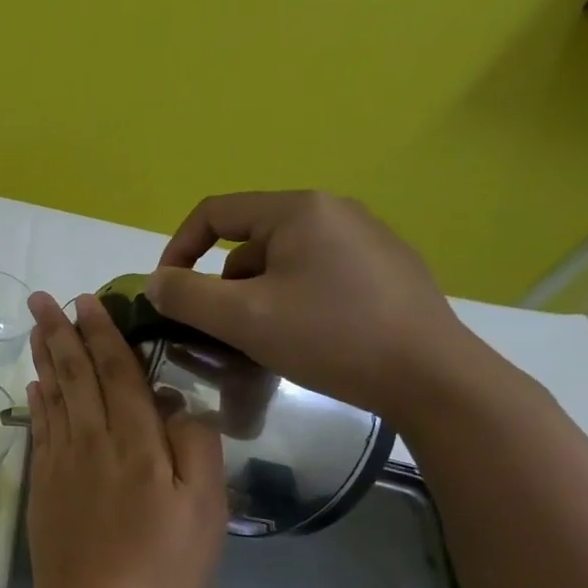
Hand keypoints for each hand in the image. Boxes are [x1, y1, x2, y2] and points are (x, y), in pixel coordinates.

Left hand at [23, 291, 226, 587]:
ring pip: (53, 395)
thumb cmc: (162, 566)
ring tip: (35, 326)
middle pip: (76, 375)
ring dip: (44, 357)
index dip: (103, 333)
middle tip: (42, 298)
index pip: (117, 372)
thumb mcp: (205, 509)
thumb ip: (195, 446)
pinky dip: (38, 401)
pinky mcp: (44, 484)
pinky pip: (41, 429)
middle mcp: (93, 440)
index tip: (87, 300)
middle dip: (60, 331)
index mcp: (137, 442)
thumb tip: (175, 404)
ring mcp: (62, 462)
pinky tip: (35, 385)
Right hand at [146, 191, 483, 425]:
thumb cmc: (330, 337)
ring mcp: (366, 240)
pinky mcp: (385, 271)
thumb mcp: (242, 318)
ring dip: (256, 297)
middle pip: (248, 241)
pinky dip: (292, 302)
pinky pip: (315, 276)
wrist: (432, 378)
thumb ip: (185, 296)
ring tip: (263, 341)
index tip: (168, 294)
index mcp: (299, 210)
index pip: (215, 213)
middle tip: (220, 329)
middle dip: (222, 285)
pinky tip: (305, 339)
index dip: (178, 249)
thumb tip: (155, 283)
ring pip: (281, 263)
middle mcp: (334, 211)